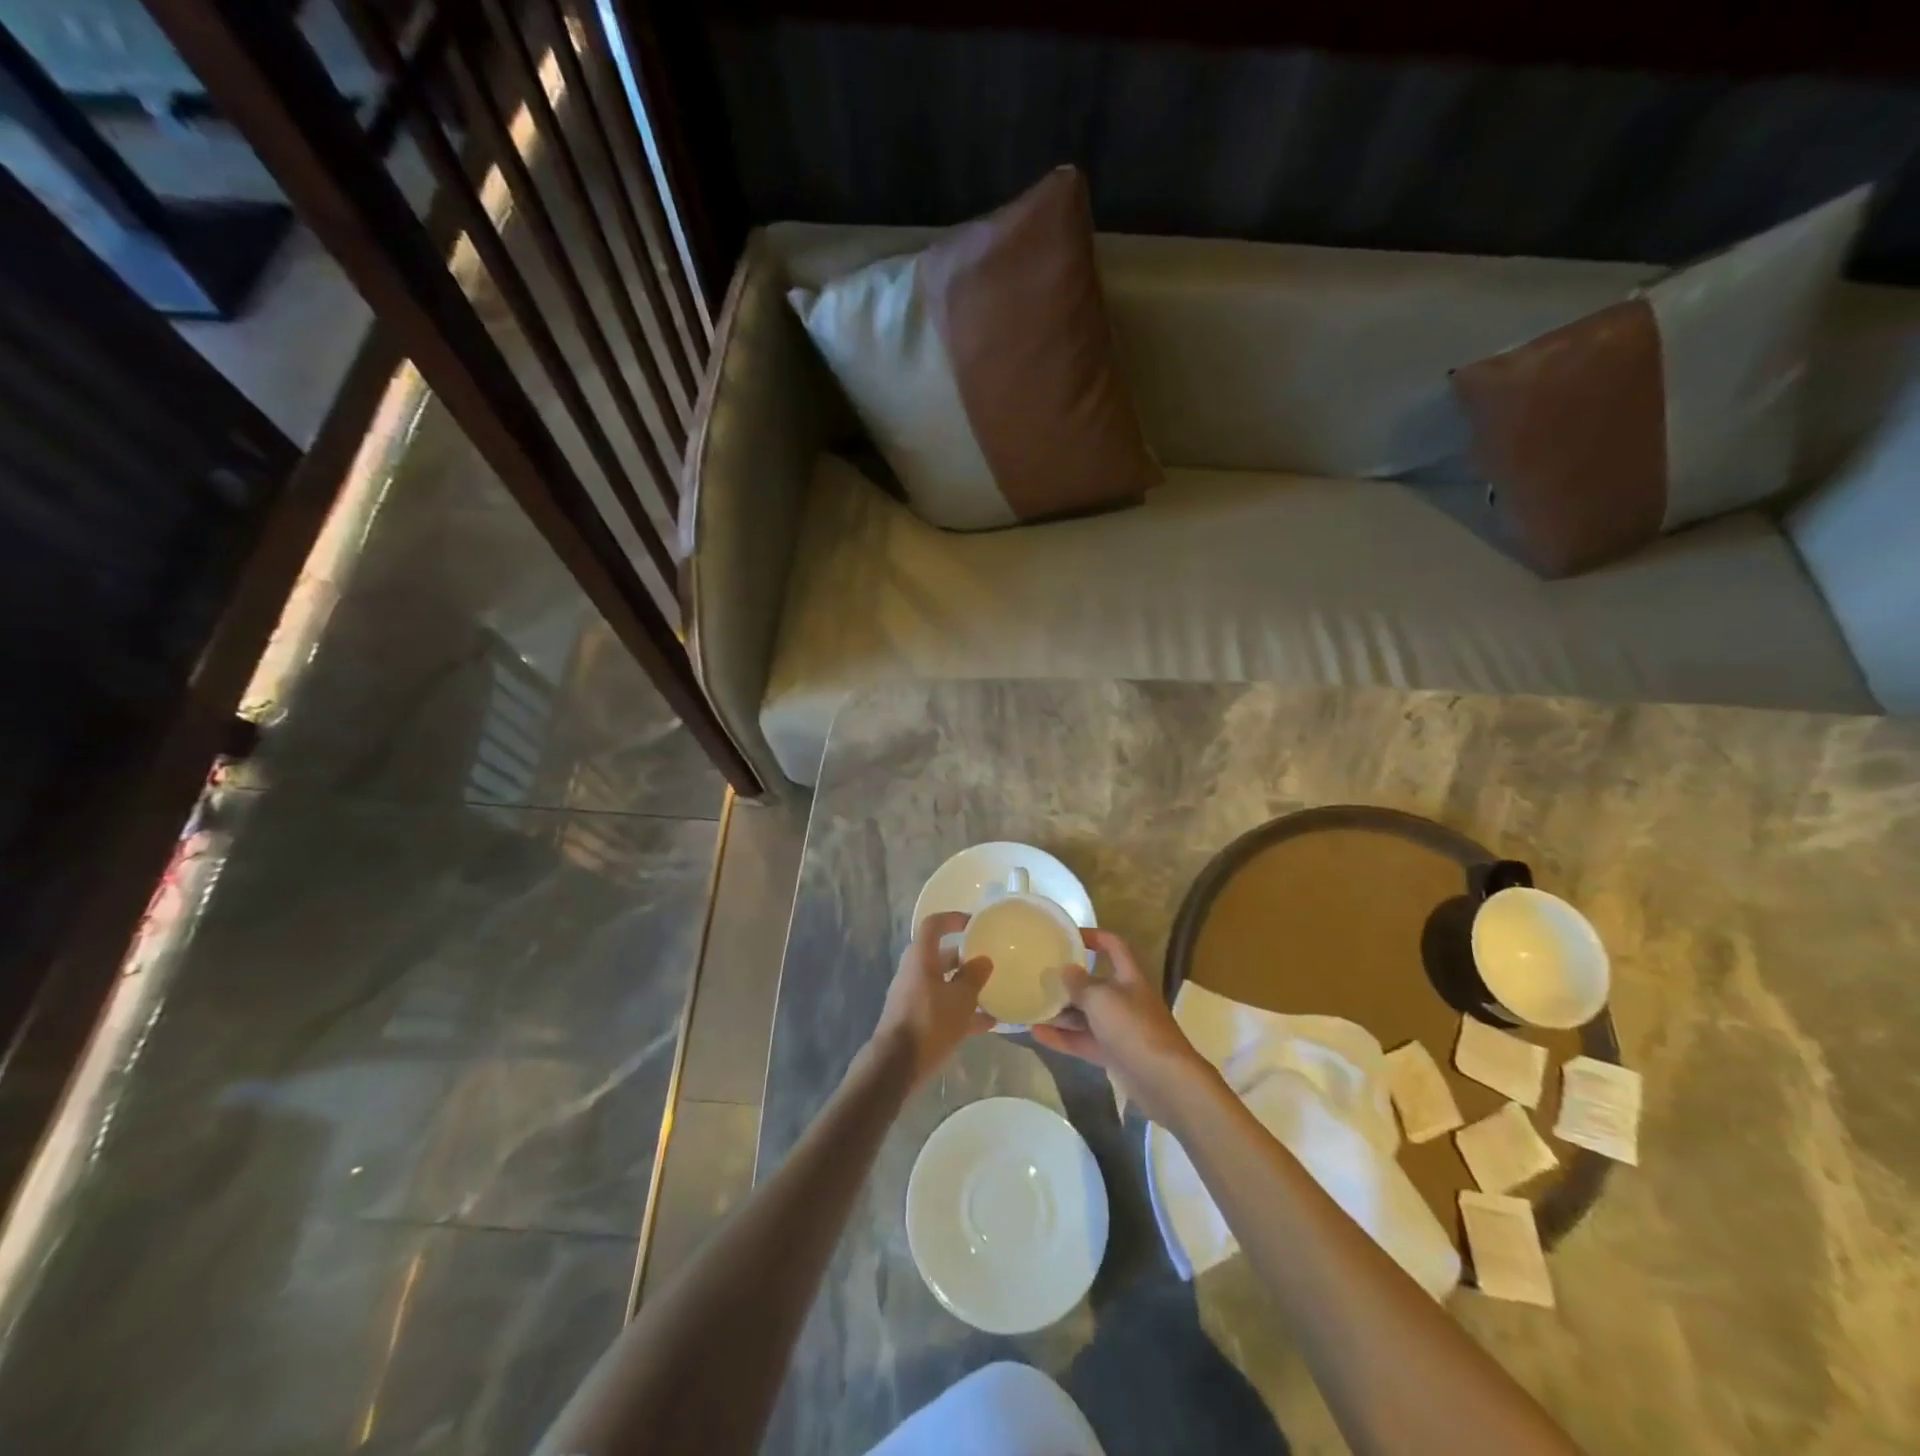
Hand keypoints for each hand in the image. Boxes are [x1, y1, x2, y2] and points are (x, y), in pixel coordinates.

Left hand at [870, 911, 995, 1084]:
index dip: (952, 919)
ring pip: (942, 983)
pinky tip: (988, 1024)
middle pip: (940, 955)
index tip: (974, 923)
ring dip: (965, 986)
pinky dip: (961, 1010)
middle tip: (988, 960)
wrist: (897, 1065)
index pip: (933, 925)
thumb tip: (983, 960)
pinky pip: (942, 1006)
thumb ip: (974, 976)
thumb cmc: (930, 1022)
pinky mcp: (915, 1019)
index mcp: (921, 958)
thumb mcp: (960, 998)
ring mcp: (913, 996)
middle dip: (964, 957)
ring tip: (993, 992)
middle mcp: (914, 972)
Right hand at [1030, 928, 1214, 1123]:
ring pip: (1086, 1015)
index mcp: (1129, 977)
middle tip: (1039, 976)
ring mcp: (1119, 1028)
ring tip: (1031, 1005)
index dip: (1093, 937)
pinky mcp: (1113, 1054)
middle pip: (1095, 983)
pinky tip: (1036, 1034)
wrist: (1165, 1081)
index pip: (1113, 946)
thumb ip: (1080, 984)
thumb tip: (1065, 969)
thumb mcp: (1102, 999)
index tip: (1067, 936)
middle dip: (1068, 980)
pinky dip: (1062, 1038)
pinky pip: (1083, 1040)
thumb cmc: (1134, 1028)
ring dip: (1061, 1011)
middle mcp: (1125, 999)